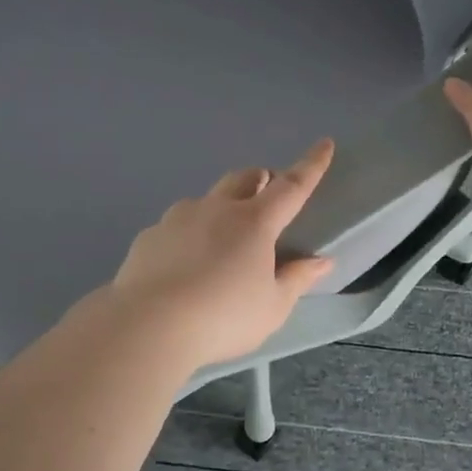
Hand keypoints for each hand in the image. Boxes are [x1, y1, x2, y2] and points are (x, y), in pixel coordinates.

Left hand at [109, 139, 336, 369]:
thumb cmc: (223, 318)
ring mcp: (178, 218)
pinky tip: (184, 262)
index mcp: (255, 223)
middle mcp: (217, 209)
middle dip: (261, 179)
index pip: (291, 186)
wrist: (147, 326)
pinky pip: (176, 224)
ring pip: (207, 198)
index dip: (311, 165)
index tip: (324, 145)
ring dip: (222, 205)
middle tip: (268, 196)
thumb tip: (321, 261)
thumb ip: (297, 279)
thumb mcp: (272, 307)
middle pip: (244, 177)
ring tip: (222, 237)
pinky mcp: (149, 235)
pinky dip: (189, 233)